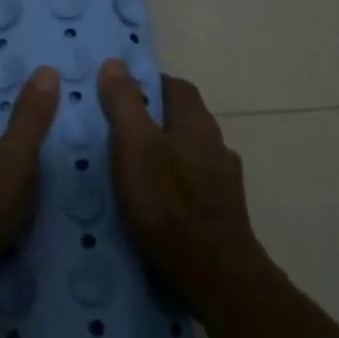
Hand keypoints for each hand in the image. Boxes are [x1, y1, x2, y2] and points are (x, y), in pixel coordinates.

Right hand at [97, 59, 262, 317]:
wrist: (215, 274)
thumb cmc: (169, 204)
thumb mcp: (135, 147)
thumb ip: (124, 104)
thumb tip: (115, 63)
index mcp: (197, 123)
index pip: (175, 86)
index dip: (147, 84)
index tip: (118, 92)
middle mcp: (216, 144)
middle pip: (183, 118)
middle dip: (152, 118)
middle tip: (116, 131)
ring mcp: (223, 180)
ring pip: (189, 152)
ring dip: (163, 152)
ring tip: (130, 168)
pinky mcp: (222, 211)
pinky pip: (192, 183)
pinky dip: (172, 182)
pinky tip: (154, 201)